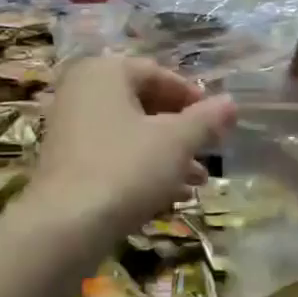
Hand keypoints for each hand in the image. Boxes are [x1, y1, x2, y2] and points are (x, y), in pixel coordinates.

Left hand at [31, 56, 236, 242]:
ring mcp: (70, 128)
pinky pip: (113, 156)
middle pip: (144, 104)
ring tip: (198, 182)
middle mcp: (82, 92)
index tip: (218, 121)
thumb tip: (231, 102)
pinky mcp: (67, 163)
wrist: (66, 224)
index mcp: (105, 72)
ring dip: (167, 155)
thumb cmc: (126, 168)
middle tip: (209, 152)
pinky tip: (171, 197)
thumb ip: (206, 119)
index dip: (193, 98)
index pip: (158, 74)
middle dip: (181, 131)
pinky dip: (142, 169)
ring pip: (131, 134)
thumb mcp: (176, 141)